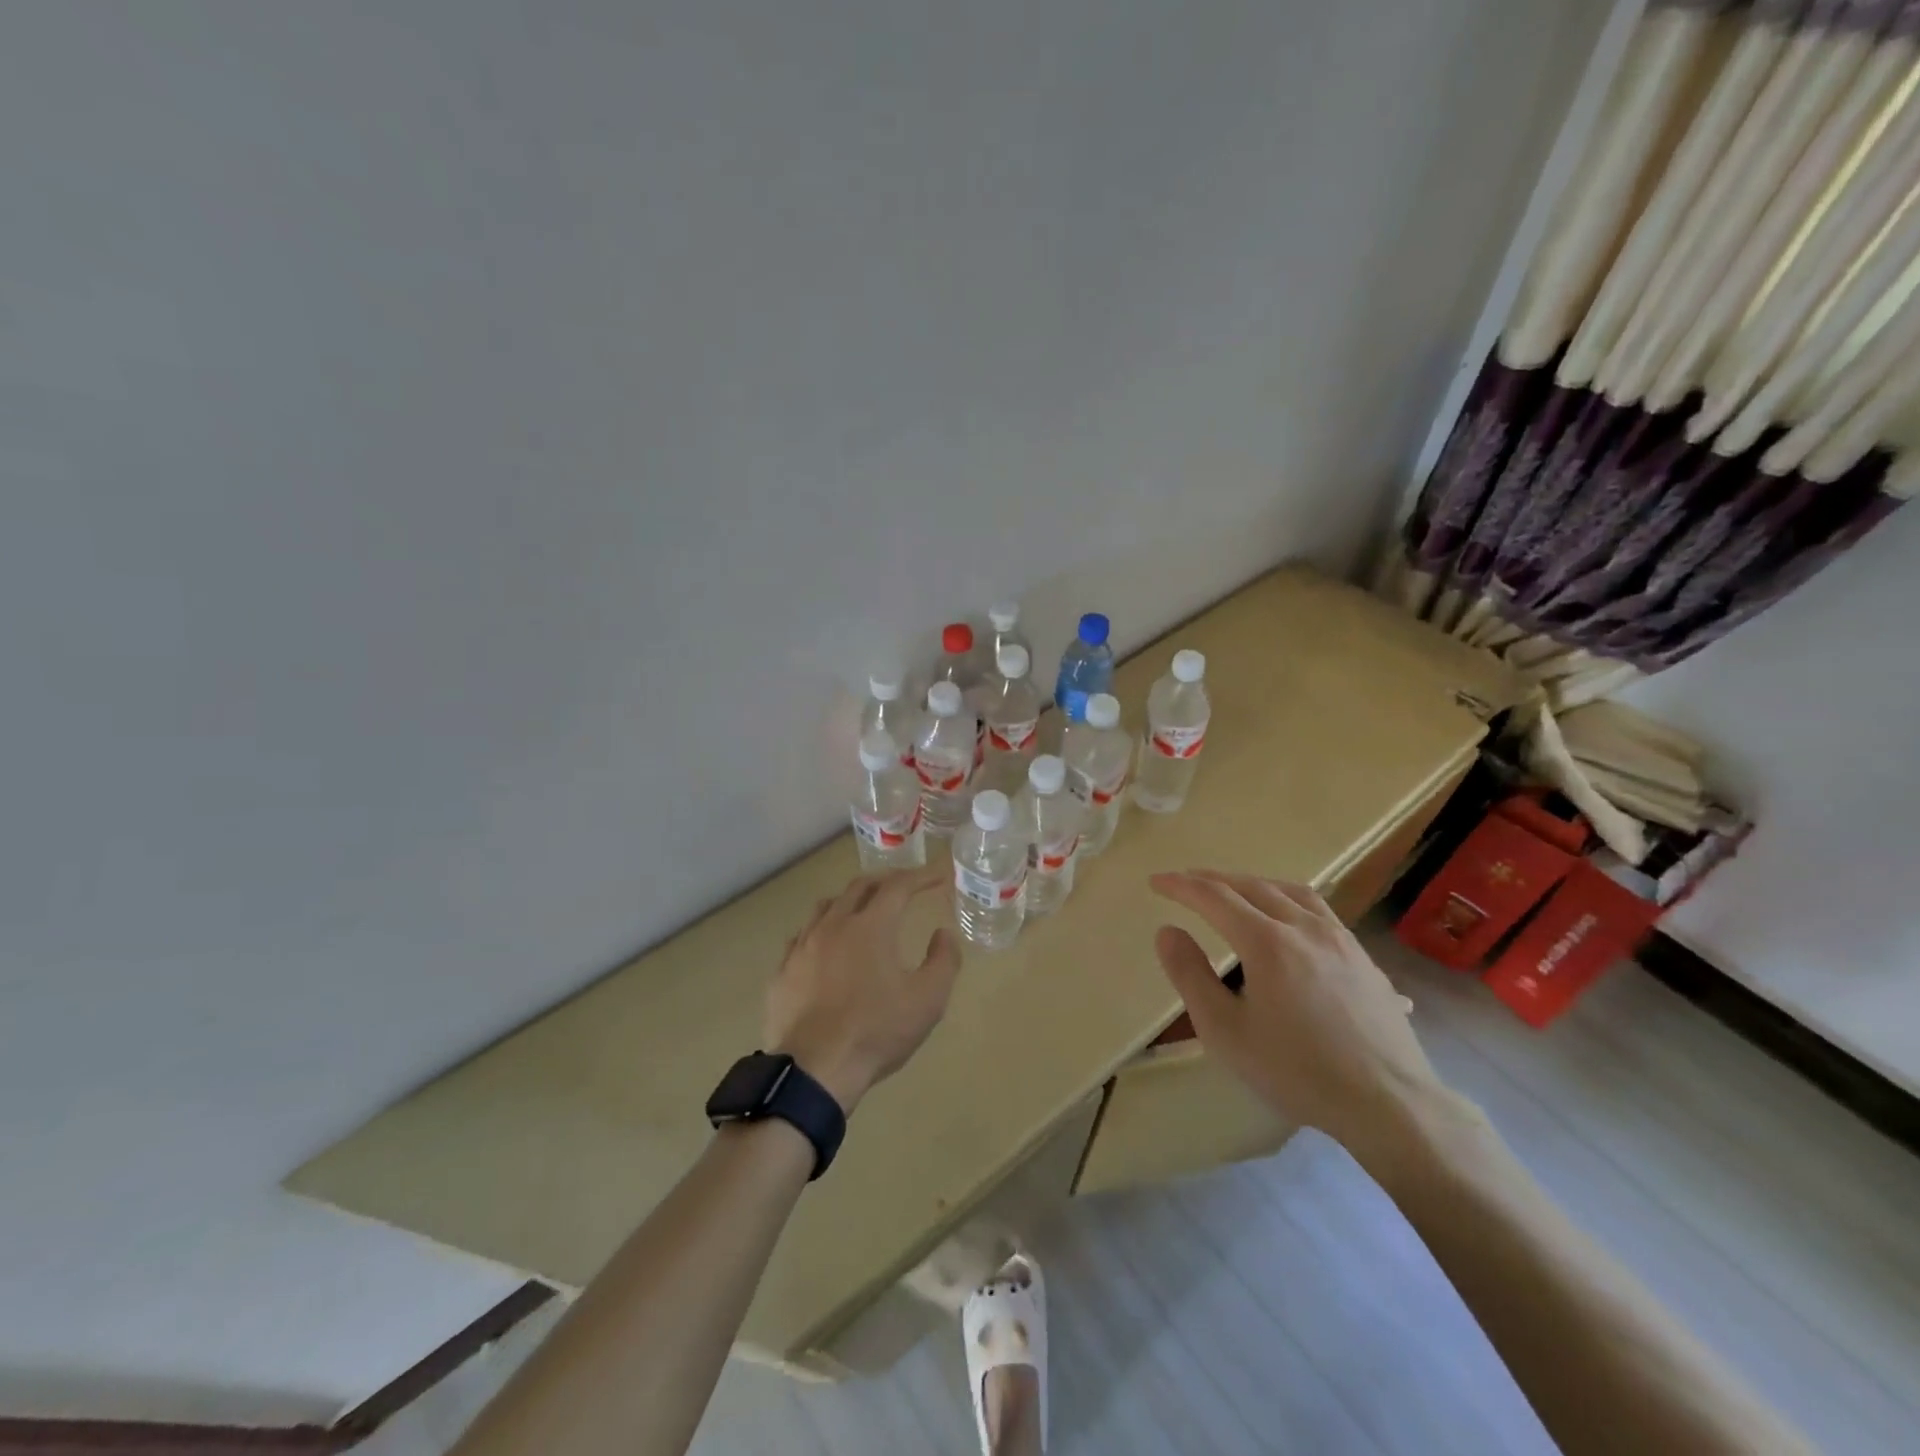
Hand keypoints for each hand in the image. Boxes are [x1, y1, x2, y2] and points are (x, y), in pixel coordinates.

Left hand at [763, 866, 961, 1114]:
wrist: (813, 1070)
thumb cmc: (876, 1032)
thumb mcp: (928, 1000)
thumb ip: (943, 960)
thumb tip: (943, 933)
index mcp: (871, 926)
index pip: (898, 886)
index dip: (921, 876)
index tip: (938, 875)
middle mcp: (834, 925)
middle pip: (859, 887)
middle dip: (885, 881)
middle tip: (903, 886)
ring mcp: (802, 947)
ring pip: (826, 907)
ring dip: (849, 901)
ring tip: (862, 910)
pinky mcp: (782, 972)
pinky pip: (801, 937)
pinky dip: (821, 931)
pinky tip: (825, 947)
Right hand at [1149, 870, 1446, 1170]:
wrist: (1388, 1104)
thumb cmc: (1296, 1070)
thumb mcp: (1225, 1030)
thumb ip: (1190, 975)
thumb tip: (1167, 931)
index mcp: (1267, 941)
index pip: (1214, 897)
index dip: (1181, 886)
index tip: (1156, 882)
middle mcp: (1304, 927)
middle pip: (1252, 886)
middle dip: (1213, 879)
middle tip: (1186, 882)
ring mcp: (1341, 940)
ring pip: (1291, 891)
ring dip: (1254, 883)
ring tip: (1235, 891)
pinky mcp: (1364, 959)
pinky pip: (1320, 912)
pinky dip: (1289, 902)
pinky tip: (1290, 923)